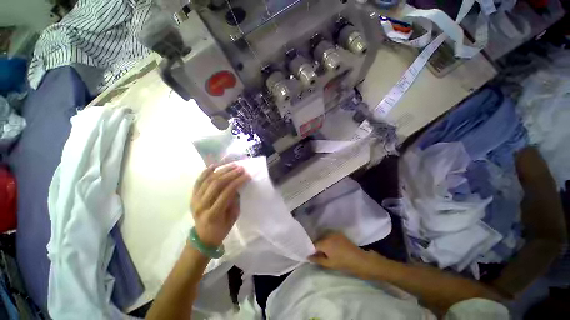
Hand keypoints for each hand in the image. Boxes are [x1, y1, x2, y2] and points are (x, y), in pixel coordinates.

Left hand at [191, 163, 249, 247]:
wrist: (203, 237)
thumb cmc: (221, 229)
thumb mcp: (233, 218)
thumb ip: (235, 202)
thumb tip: (237, 186)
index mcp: (213, 214)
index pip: (227, 193)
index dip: (238, 182)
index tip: (247, 175)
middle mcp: (202, 205)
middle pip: (217, 184)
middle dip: (231, 174)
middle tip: (241, 168)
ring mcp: (195, 200)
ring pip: (208, 180)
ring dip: (222, 170)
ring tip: (232, 165)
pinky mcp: (192, 196)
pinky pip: (198, 181)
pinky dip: (206, 172)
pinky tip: (215, 165)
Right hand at [309, 232, 381, 276]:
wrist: (358, 259)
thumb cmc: (343, 263)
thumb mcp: (329, 264)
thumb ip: (317, 259)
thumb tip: (308, 257)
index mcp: (324, 242)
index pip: (314, 244)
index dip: (313, 250)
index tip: (314, 255)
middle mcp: (327, 235)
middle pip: (319, 239)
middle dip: (318, 245)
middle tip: (320, 254)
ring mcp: (334, 233)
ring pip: (324, 236)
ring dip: (323, 242)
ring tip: (327, 250)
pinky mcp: (339, 233)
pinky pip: (330, 235)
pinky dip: (329, 239)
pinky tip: (332, 246)